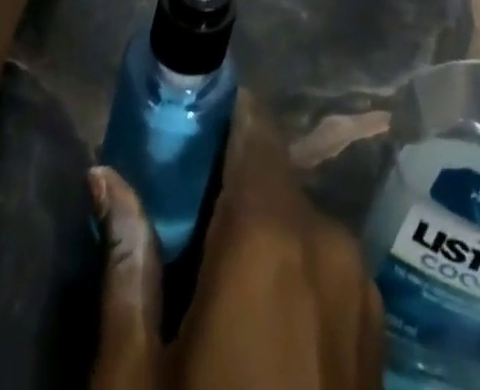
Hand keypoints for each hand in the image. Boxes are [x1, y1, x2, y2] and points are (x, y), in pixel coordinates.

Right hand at [90, 96, 383, 389]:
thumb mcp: (136, 378)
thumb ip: (126, 260)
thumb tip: (105, 176)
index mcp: (270, 235)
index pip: (253, 130)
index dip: (221, 116)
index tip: (187, 118)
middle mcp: (327, 241)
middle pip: (272, 175)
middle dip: (229, 179)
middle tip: (181, 205)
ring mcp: (360, 287)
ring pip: (299, 220)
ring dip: (259, 225)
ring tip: (212, 266)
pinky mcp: (375, 331)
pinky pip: (324, 264)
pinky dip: (291, 264)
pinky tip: (258, 313)